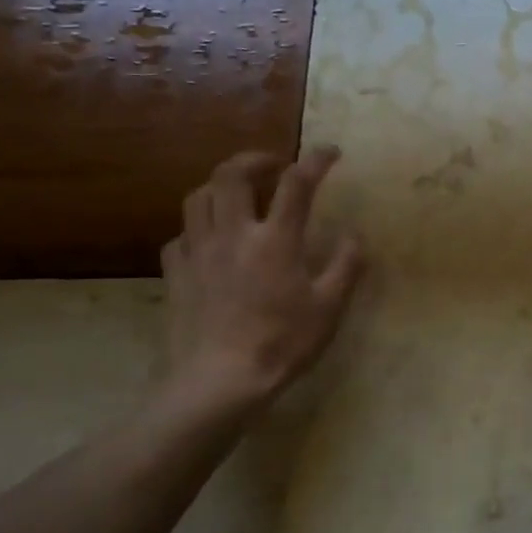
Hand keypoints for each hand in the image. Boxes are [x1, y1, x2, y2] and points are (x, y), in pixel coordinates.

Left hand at [157, 147, 364, 425]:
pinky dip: (197, 229)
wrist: (220, 381)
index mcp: (275, 240)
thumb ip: (346, 266)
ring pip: (198, 197)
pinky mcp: (176, 274)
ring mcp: (199, 252)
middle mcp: (233, 234)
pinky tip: (208, 242)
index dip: (315, 160)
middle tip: (272, 164)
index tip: (330, 151)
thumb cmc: (283, 343)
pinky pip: (180, 236)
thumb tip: (355, 235)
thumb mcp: (329, 308)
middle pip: (232, 174)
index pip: (296, 183)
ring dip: (220, 186)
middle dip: (254, 159)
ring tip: (237, 195)